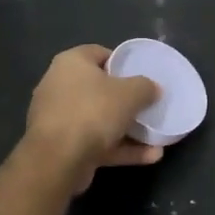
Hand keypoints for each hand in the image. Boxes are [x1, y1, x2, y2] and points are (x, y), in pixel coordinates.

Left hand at [23, 45, 163, 189]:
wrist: (58, 161)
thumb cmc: (94, 112)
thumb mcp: (131, 93)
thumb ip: (146, 87)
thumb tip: (153, 89)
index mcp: (71, 63)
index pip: (99, 53)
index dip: (122, 62)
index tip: (141, 75)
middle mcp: (59, 86)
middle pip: (99, 88)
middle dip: (125, 99)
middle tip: (147, 104)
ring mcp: (58, 118)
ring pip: (98, 119)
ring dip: (127, 129)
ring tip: (156, 137)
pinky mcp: (60, 146)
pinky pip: (95, 142)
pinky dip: (119, 148)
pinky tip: (149, 156)